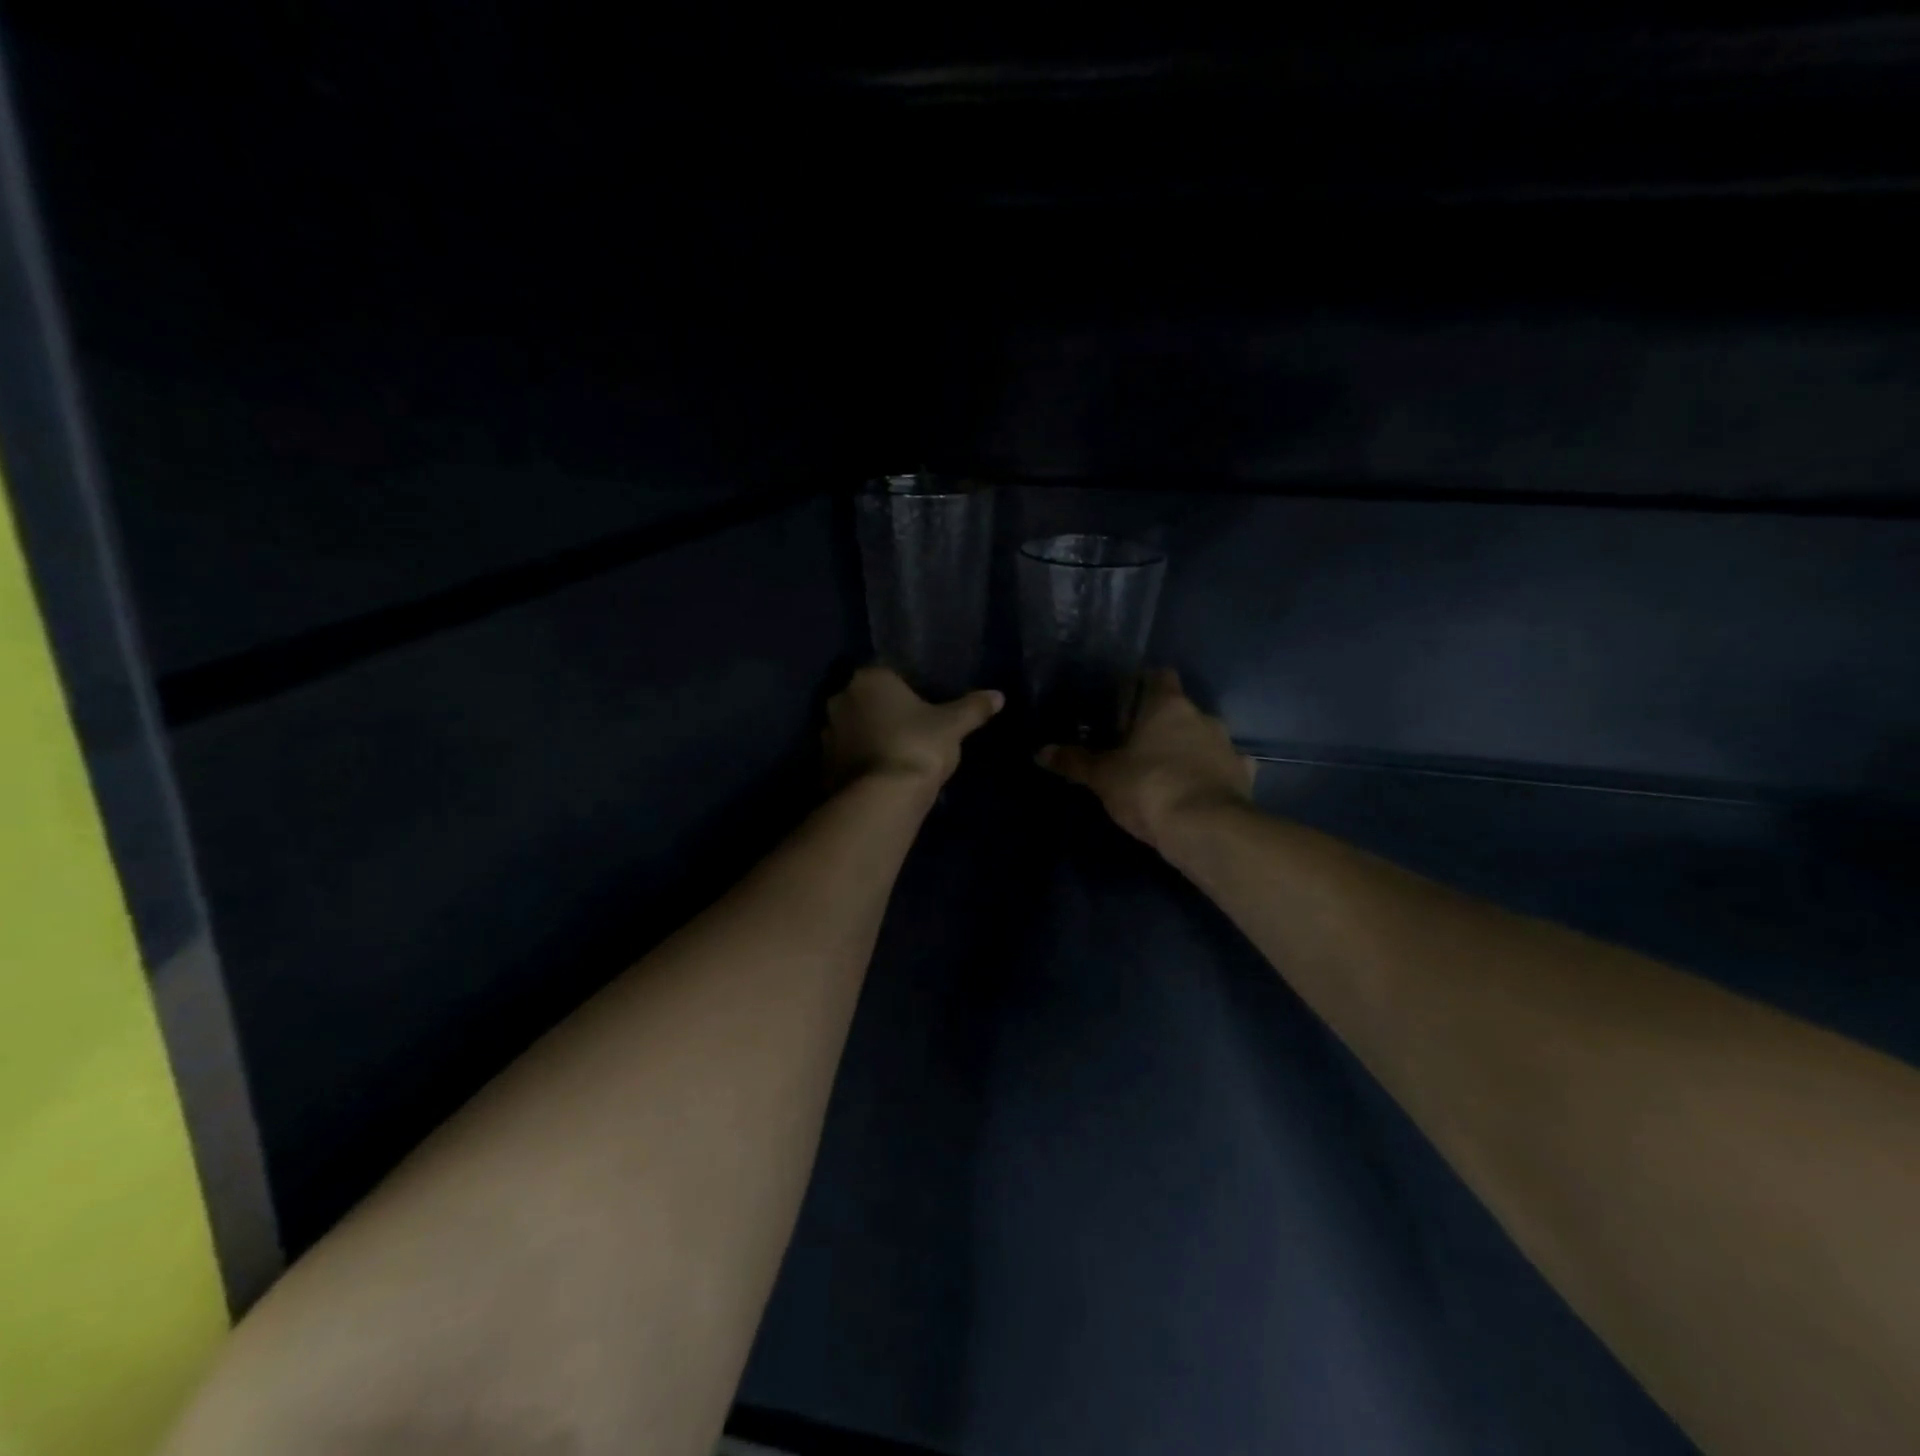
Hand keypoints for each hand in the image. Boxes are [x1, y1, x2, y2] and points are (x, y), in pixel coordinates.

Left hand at [823, 666, 1003, 791]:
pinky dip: (857, 761)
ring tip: (893, 754)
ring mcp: (826, 733)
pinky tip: (878, 774)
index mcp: (869, 679)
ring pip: (851, 728)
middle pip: (863, 699)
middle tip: (907, 729)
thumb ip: (973, 708)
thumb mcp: (954, 725)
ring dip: (866, 736)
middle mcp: (840, 699)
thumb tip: (998, 696)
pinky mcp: (823, 765)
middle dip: (880, 711)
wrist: (884, 797)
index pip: (885, 672)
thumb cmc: (919, 746)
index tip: (918, 705)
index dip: (901, 688)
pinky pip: (844, 756)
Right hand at [1039, 669, 1254, 850]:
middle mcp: (1203, 717)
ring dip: (1187, 749)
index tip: (1125, 702)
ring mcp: (1227, 746)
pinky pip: (1225, 768)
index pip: (1159, 676)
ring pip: (1203, 738)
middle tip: (1136, 744)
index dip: (1143, 684)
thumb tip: (1039, 751)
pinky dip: (1212, 774)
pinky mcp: (1242, 777)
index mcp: (1168, 706)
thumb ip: (1074, 761)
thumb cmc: (1149, 787)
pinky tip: (1198, 789)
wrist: (1206, 829)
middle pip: (1180, 710)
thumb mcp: (1102, 776)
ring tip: (1165, 771)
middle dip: (1161, 724)